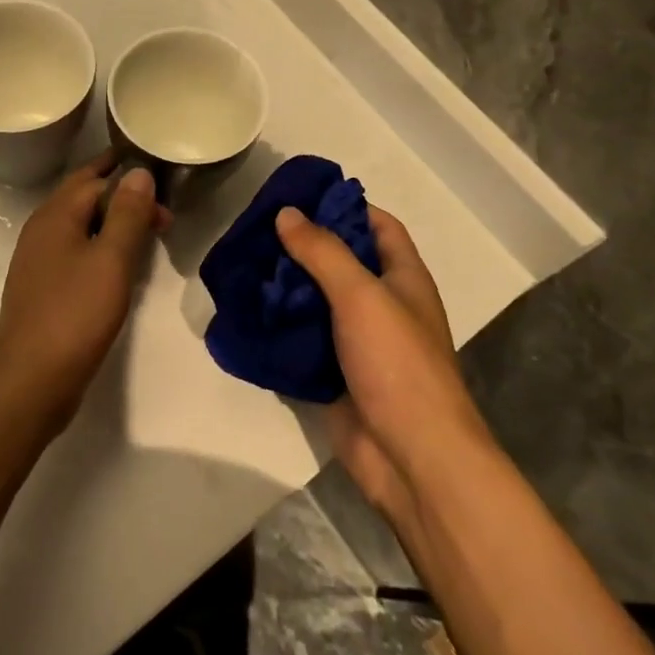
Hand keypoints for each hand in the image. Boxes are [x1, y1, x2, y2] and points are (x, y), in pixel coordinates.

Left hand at [0, 153, 167, 430]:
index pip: (94, 177)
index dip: (129, 176)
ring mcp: (39, 259)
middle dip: (121, 194)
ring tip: (147, 231)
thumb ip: (127, 213)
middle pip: (84, 197)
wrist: (30, 380)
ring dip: (112, 221)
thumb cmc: (75, 314)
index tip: (163, 181)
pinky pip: (76, 250)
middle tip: (161, 207)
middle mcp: (42, 229)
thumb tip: (139, 171)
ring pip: (80, 225)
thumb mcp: (111, 260)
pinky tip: (119, 265)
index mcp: (56, 214)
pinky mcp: (43, 287)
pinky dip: (100, 246)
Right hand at [275, 205, 488, 518]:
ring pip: (317, 301)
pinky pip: (303, 340)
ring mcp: (358, 342)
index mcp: (403, 278)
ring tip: (243, 265)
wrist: (411, 459)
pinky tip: (246, 312)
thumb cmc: (398, 364)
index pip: (378, 225)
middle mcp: (382, 304)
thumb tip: (287, 213)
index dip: (345, 206)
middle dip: (303, 245)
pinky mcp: (335, 374)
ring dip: (285, 286)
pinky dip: (279, 326)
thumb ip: (323, 251)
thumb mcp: (361, 295)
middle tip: (257, 229)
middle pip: (341, 262)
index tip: (301, 196)